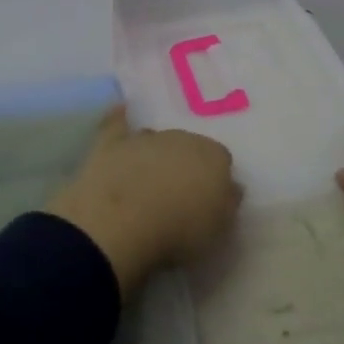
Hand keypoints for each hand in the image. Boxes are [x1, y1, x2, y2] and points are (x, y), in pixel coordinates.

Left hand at [47, 106, 242, 296]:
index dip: (214, 180)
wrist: (122, 223)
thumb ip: (228, 203)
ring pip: (156, 139)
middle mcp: (182, 138)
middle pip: (188, 146)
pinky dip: (119, 118)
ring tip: (148, 179)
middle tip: (177, 193)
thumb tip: (231, 187)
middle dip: (184, 164)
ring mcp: (145, 138)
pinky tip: (121, 111)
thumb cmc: (178, 232)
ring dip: (155, 154)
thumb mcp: (218, 230)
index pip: (221, 160)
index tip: (207, 200)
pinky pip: (117, 122)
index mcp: (213, 157)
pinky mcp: (112, 142)